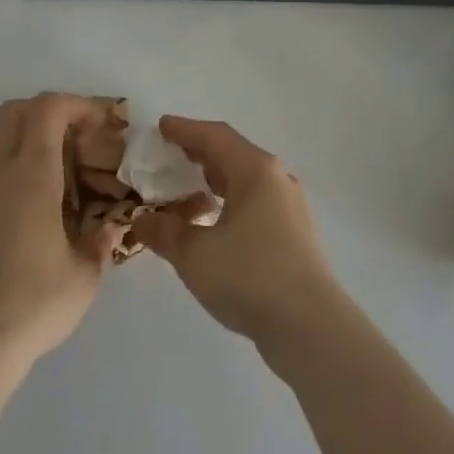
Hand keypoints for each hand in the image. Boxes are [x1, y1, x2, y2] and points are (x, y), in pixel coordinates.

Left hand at [0, 95, 119, 377]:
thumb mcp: (84, 277)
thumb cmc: (32, 307)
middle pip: (16, 111)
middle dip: (50, 112)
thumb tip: (109, 227)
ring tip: (57, 176)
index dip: (77, 104)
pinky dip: (10, 168)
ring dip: (28, 139)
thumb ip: (100, 242)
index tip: (102, 123)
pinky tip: (28, 209)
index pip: (48, 109)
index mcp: (30, 176)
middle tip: (78, 139)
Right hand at [129, 117, 343, 351]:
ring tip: (189, 186)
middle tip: (172, 152)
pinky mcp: (294, 234)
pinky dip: (230, 201)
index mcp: (255, 170)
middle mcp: (276, 179)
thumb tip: (142, 219)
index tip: (161, 126)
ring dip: (216, 178)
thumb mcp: (195, 254)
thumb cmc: (250, 276)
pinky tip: (215, 222)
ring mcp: (289, 207)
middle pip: (233, 154)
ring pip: (246, 180)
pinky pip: (255, 202)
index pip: (215, 136)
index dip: (185, 129)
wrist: (310, 326)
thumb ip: (165, 232)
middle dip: (200, 151)